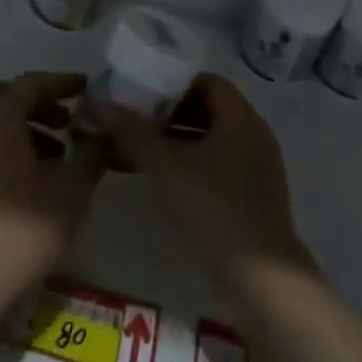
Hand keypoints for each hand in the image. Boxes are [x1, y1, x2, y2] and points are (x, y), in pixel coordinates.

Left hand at [0, 73, 103, 320]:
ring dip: (23, 127)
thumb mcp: (72, 191)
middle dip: (37, 102)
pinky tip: (32, 181)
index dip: (60, 82)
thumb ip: (92, 153)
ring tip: (58, 157)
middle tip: (67, 122)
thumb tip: (105, 132)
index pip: (30, 83)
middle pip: (4, 96)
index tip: (86, 88)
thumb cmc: (23, 231)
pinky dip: (8, 147)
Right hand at [97, 74, 311, 291]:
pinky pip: (219, 165)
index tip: (142, 96)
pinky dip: (192, 165)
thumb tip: (100, 101)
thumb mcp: (165, 166)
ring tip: (141, 153)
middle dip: (170, 114)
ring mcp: (257, 167)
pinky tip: (164, 182)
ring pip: (211, 140)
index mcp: (240, 117)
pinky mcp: (253, 196)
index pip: (206, 81)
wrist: (260, 280)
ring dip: (178, 141)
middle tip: (136, 124)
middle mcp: (253, 134)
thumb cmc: (213, 208)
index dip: (173, 84)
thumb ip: (132, 131)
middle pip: (208, 109)